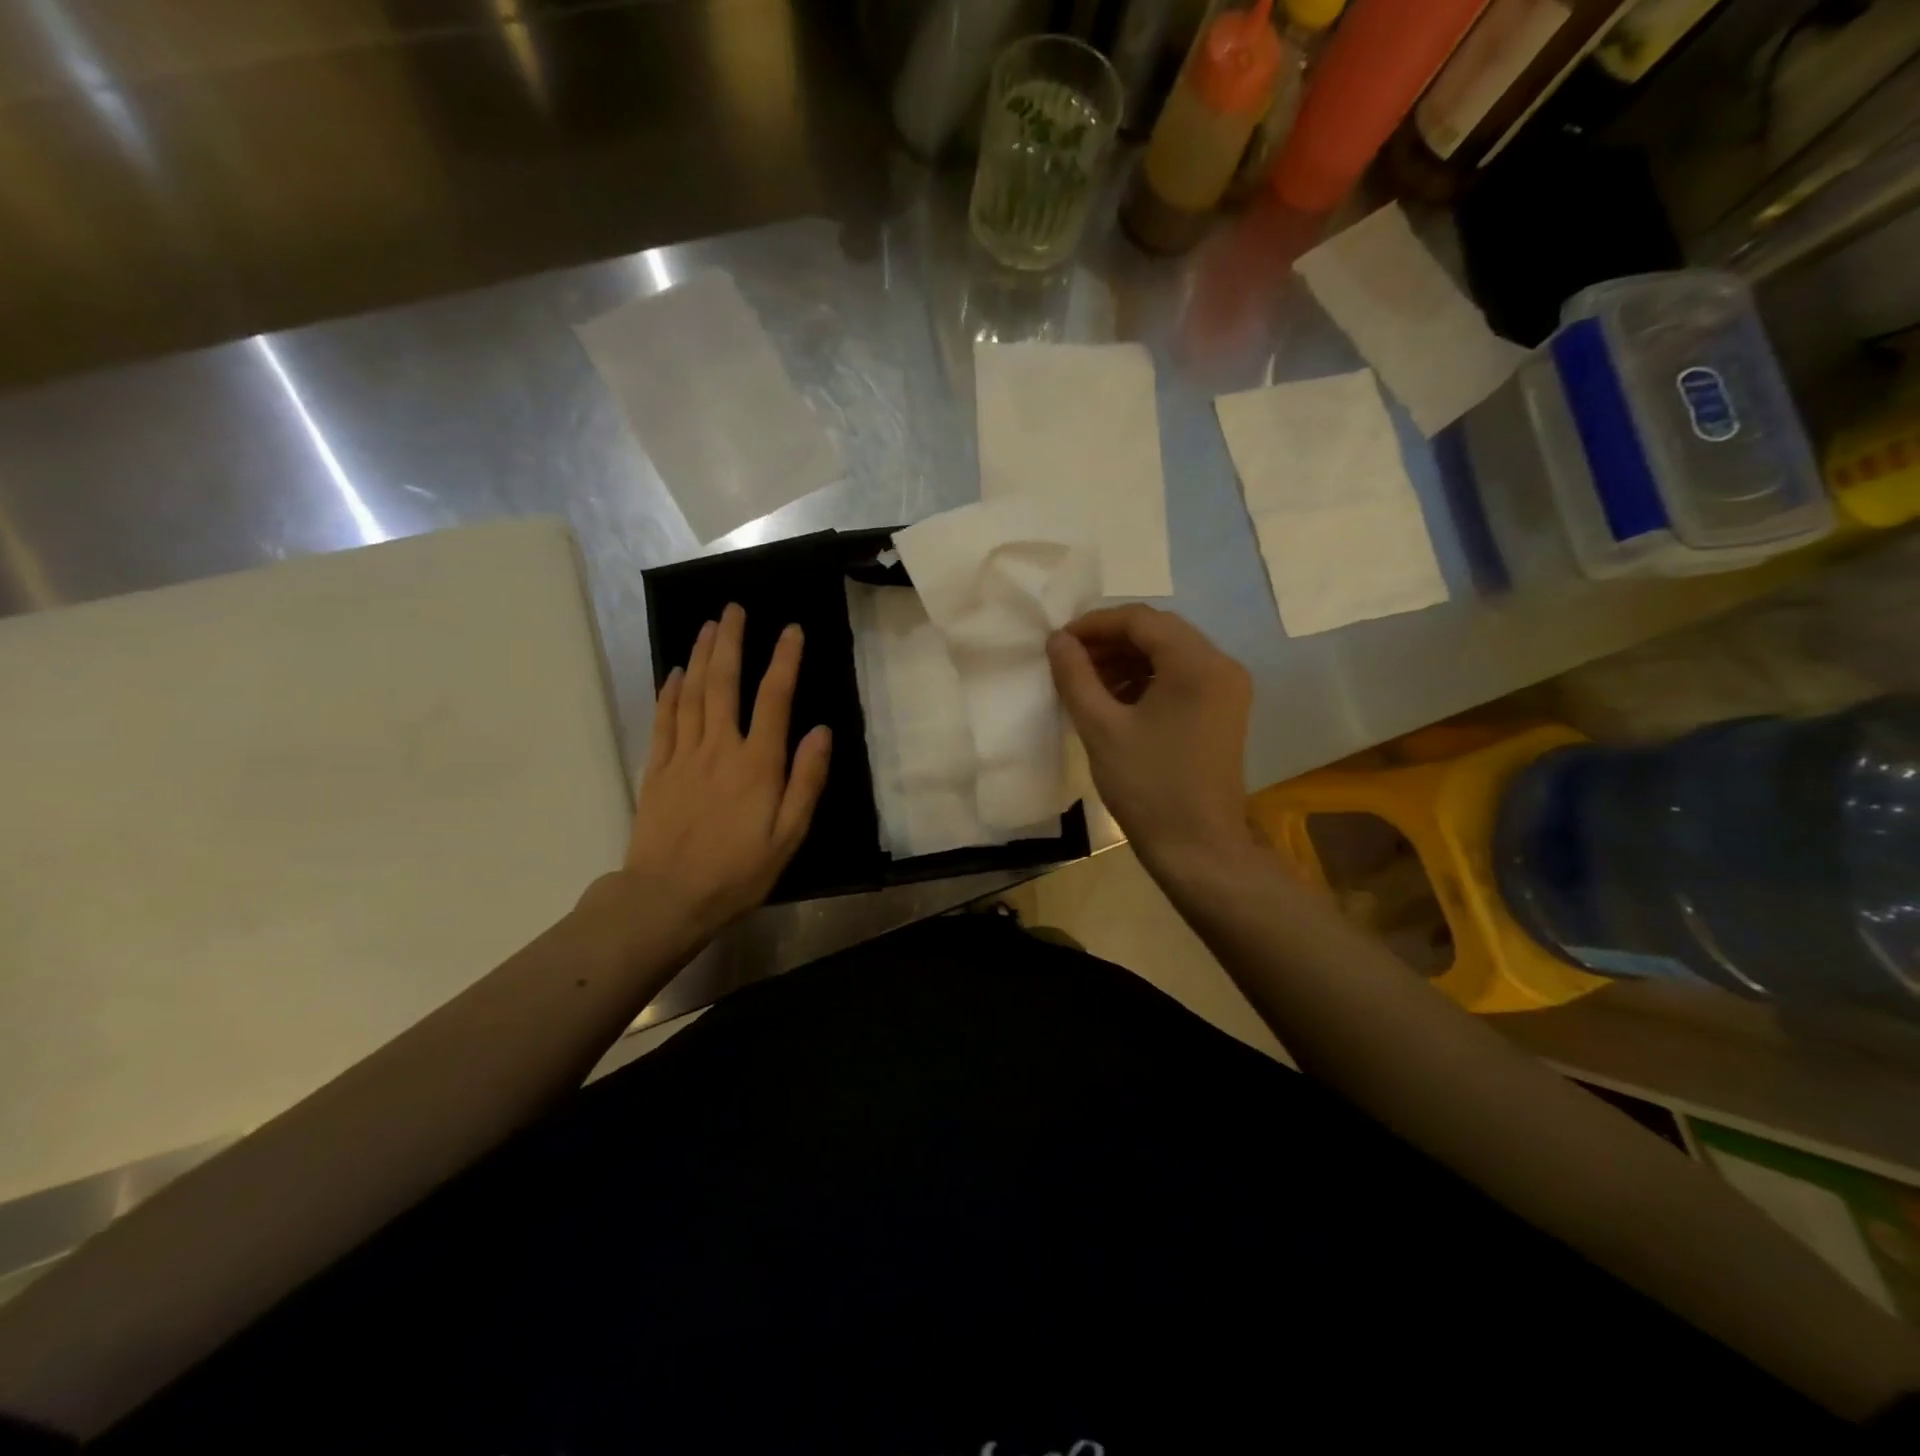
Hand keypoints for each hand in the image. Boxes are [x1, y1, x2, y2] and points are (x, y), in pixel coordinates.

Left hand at [615, 603, 831, 941]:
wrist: (667, 897)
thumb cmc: (738, 871)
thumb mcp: (788, 835)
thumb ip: (806, 781)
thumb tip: (821, 731)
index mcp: (757, 764)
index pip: (774, 698)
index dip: (785, 660)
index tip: (792, 630)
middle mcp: (719, 748)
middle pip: (724, 683)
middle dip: (732, 642)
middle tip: (735, 609)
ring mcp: (682, 755)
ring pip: (692, 692)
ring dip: (701, 656)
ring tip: (709, 625)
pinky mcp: (657, 769)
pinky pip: (663, 719)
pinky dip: (669, 690)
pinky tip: (674, 671)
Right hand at [1047, 605, 1253, 873]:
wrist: (1198, 849)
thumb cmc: (1147, 787)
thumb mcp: (1101, 728)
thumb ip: (1075, 676)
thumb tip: (1057, 640)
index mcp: (1197, 664)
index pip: (1141, 619)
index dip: (1095, 624)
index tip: (1059, 642)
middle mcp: (1221, 665)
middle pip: (1159, 633)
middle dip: (1110, 641)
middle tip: (1069, 661)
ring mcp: (1228, 690)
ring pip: (1170, 654)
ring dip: (1126, 660)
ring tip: (1086, 682)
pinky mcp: (1224, 711)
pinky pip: (1181, 678)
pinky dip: (1146, 680)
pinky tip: (1115, 700)